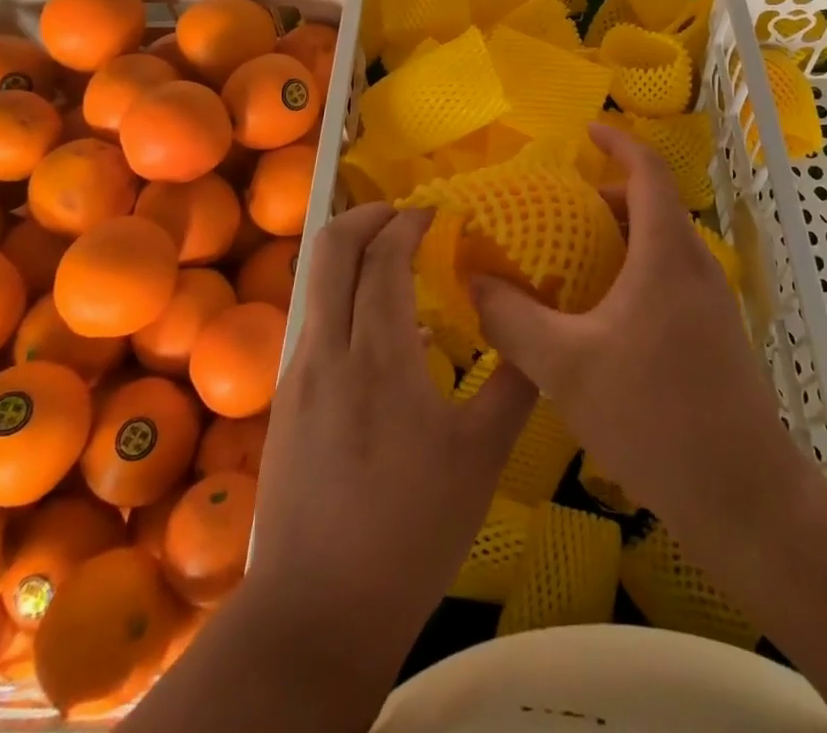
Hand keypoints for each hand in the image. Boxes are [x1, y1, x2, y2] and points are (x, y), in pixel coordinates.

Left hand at [246, 203, 536, 652]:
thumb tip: (538, 331)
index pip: (383, 257)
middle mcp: (328, 348)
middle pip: (331, 248)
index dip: (410, 222)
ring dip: (353, 255)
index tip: (440, 213)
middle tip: (406, 215)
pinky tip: (381, 331)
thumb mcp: (481, 458)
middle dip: (367, 215)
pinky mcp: (288, 399)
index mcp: (378, 356)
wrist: (317, 612)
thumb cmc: (411, 531)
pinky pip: (316, 321)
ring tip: (396, 263)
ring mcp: (299, 373)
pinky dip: (345, 298)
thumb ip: (514, 384)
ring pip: (317, 282)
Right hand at [470, 126, 798, 538]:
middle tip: (557, 214)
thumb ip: (512, 319)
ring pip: (662, 245)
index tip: (585, 131)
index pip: (648, 171)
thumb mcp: (565, 366)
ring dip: (619, 238)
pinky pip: (669, 277)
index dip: (618, 141)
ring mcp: (711, 302)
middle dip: (606, 197)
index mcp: (666, 254)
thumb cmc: (654, 416)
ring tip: (571, 264)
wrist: (744, 498)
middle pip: (652, 206)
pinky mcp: (715, 335)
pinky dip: (634, 271)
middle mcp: (695, 266)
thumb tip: (473, 281)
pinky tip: (601, 317)